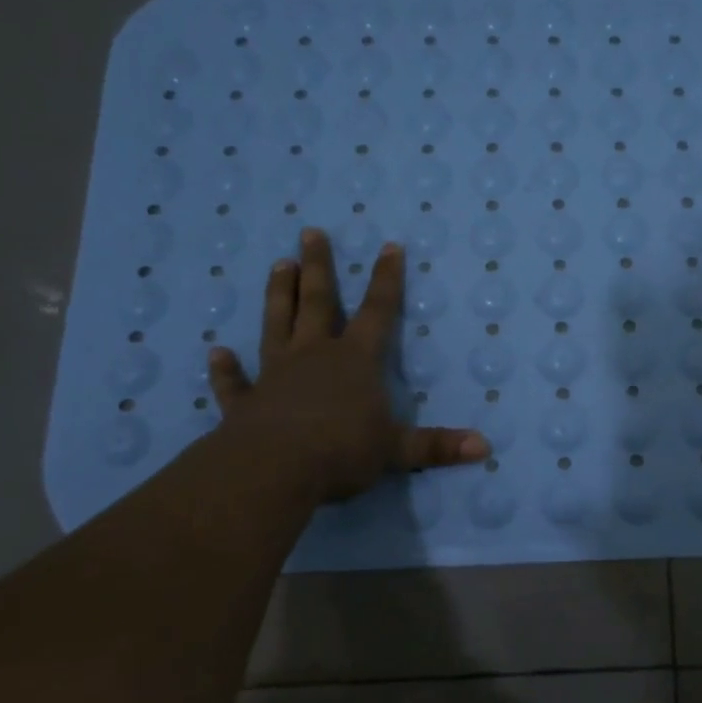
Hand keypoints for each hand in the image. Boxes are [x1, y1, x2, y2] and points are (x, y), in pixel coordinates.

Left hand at [203, 229, 488, 506]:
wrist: (274, 469)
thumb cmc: (342, 451)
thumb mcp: (397, 450)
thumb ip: (437, 446)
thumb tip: (485, 447)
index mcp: (355, 360)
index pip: (378, 311)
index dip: (387, 279)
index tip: (390, 246)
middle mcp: (315, 356)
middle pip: (318, 302)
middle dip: (318, 267)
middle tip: (311, 232)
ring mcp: (276, 375)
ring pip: (277, 325)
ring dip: (278, 295)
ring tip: (277, 264)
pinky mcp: (246, 402)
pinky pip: (235, 382)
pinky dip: (226, 369)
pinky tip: (217, 353)